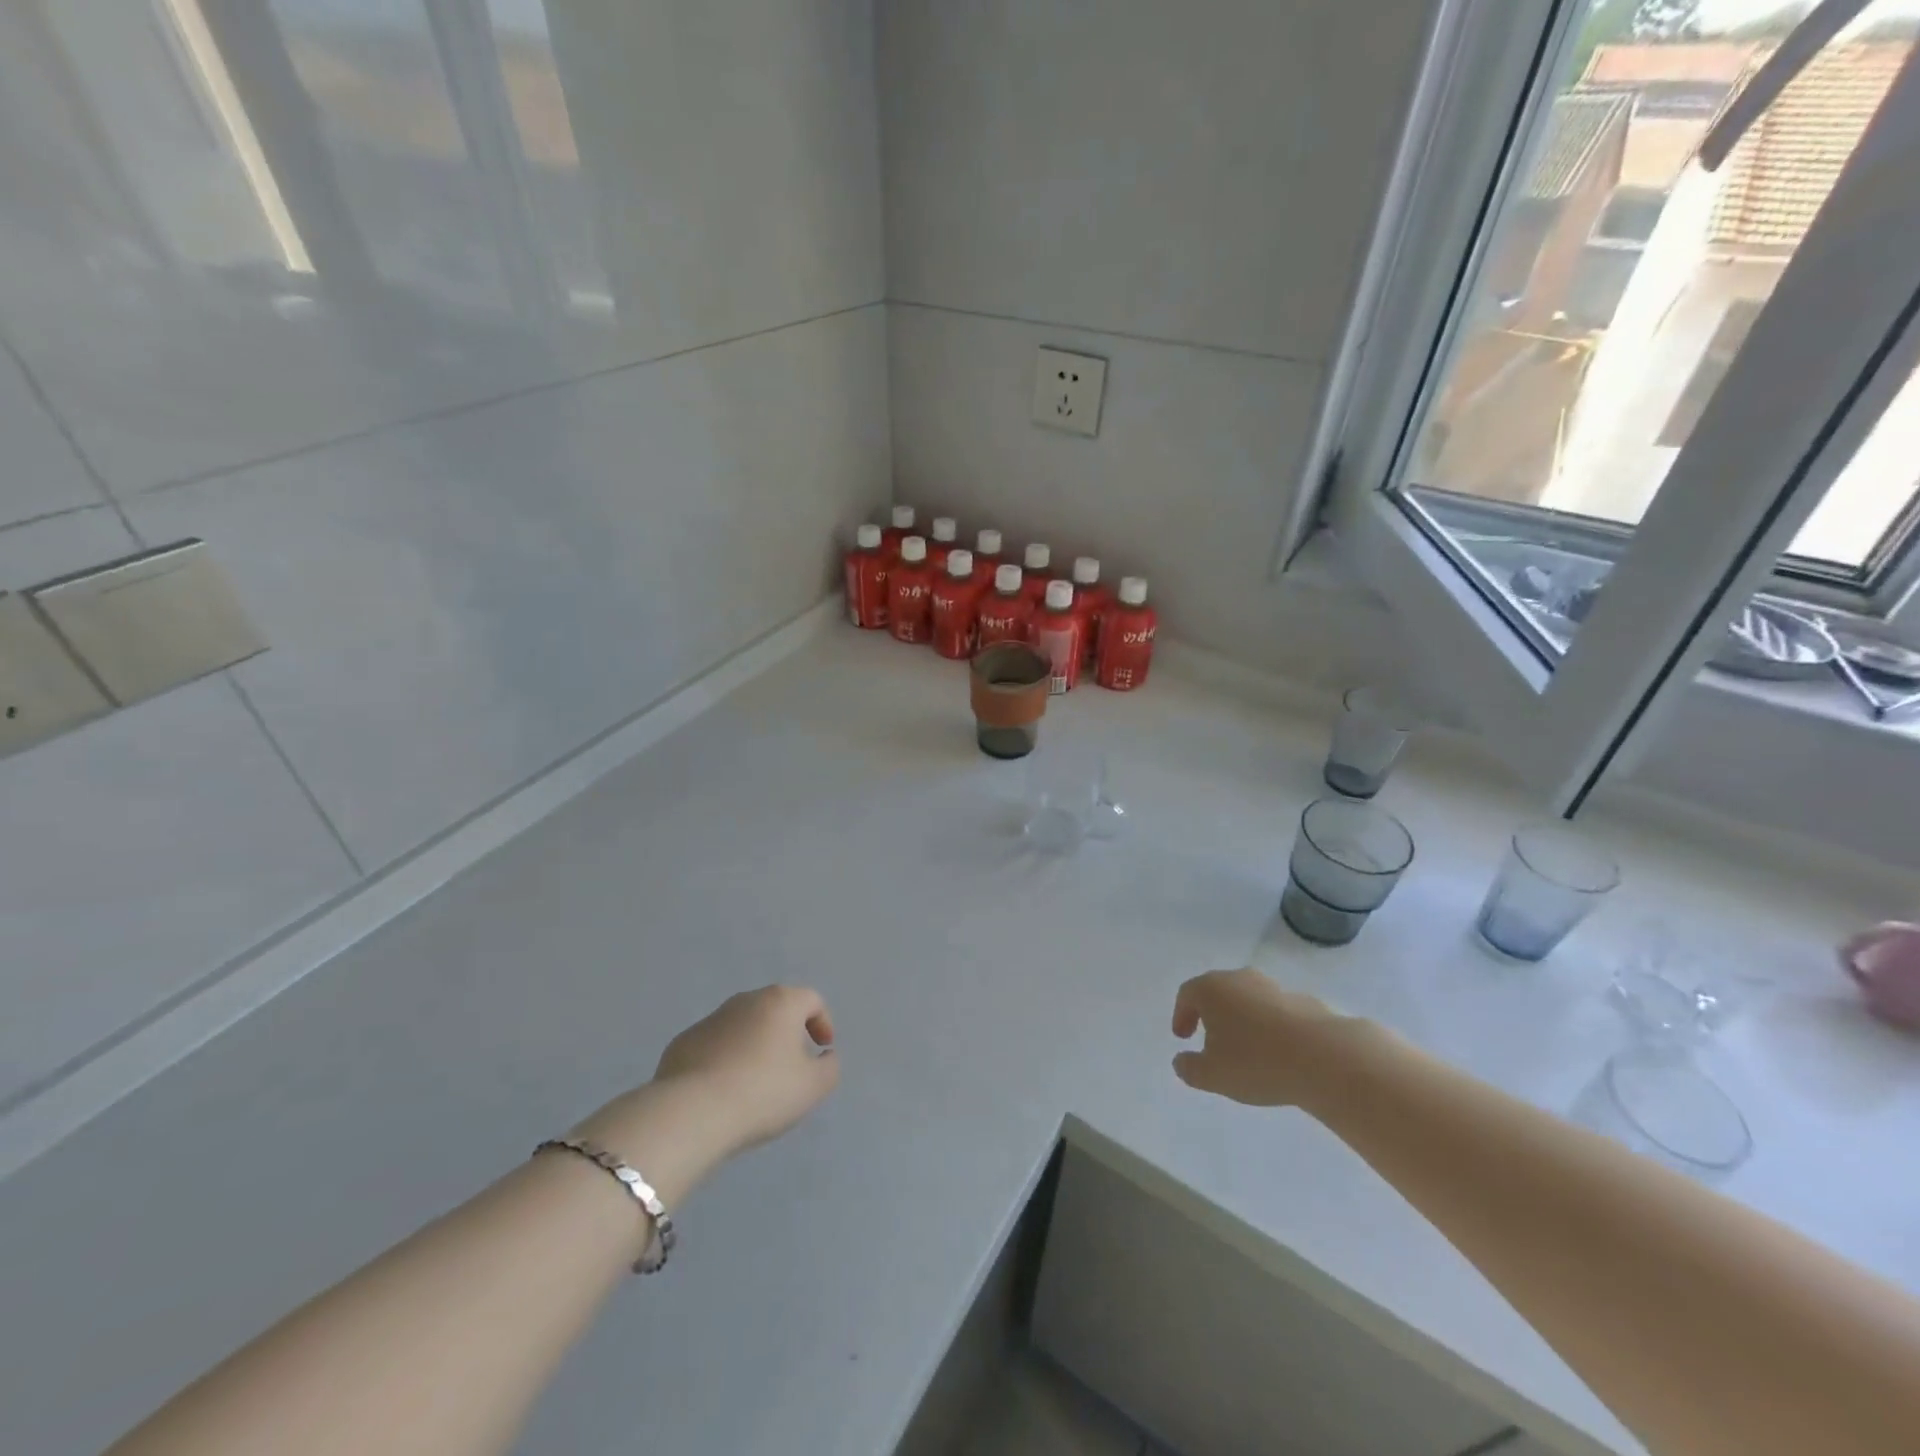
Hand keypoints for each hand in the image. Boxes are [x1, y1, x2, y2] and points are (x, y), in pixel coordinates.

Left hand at [651, 985, 839, 1154]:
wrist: (692, 1113)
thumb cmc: (763, 1092)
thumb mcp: (813, 1086)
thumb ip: (829, 1067)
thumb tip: (824, 1056)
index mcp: (781, 1002)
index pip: (811, 1000)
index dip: (823, 1022)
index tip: (821, 1050)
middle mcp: (745, 1001)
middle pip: (776, 1009)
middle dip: (787, 1032)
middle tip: (791, 1066)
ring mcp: (710, 1020)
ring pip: (743, 1026)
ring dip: (754, 1045)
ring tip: (755, 1083)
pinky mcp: (683, 1042)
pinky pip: (714, 1046)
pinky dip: (725, 1060)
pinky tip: (723, 1091)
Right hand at [1171, 969, 1359, 1107]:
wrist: (1325, 1058)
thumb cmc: (1257, 1062)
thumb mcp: (1213, 1075)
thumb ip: (1190, 1068)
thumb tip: (1181, 1061)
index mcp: (1212, 989)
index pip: (1187, 994)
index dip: (1181, 1015)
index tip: (1183, 1037)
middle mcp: (1240, 979)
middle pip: (1218, 991)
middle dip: (1211, 1014)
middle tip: (1210, 1040)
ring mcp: (1274, 988)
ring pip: (1249, 1000)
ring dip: (1242, 1020)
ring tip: (1247, 1050)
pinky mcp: (1304, 1002)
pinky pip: (1276, 1012)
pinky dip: (1270, 1027)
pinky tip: (1278, 1053)